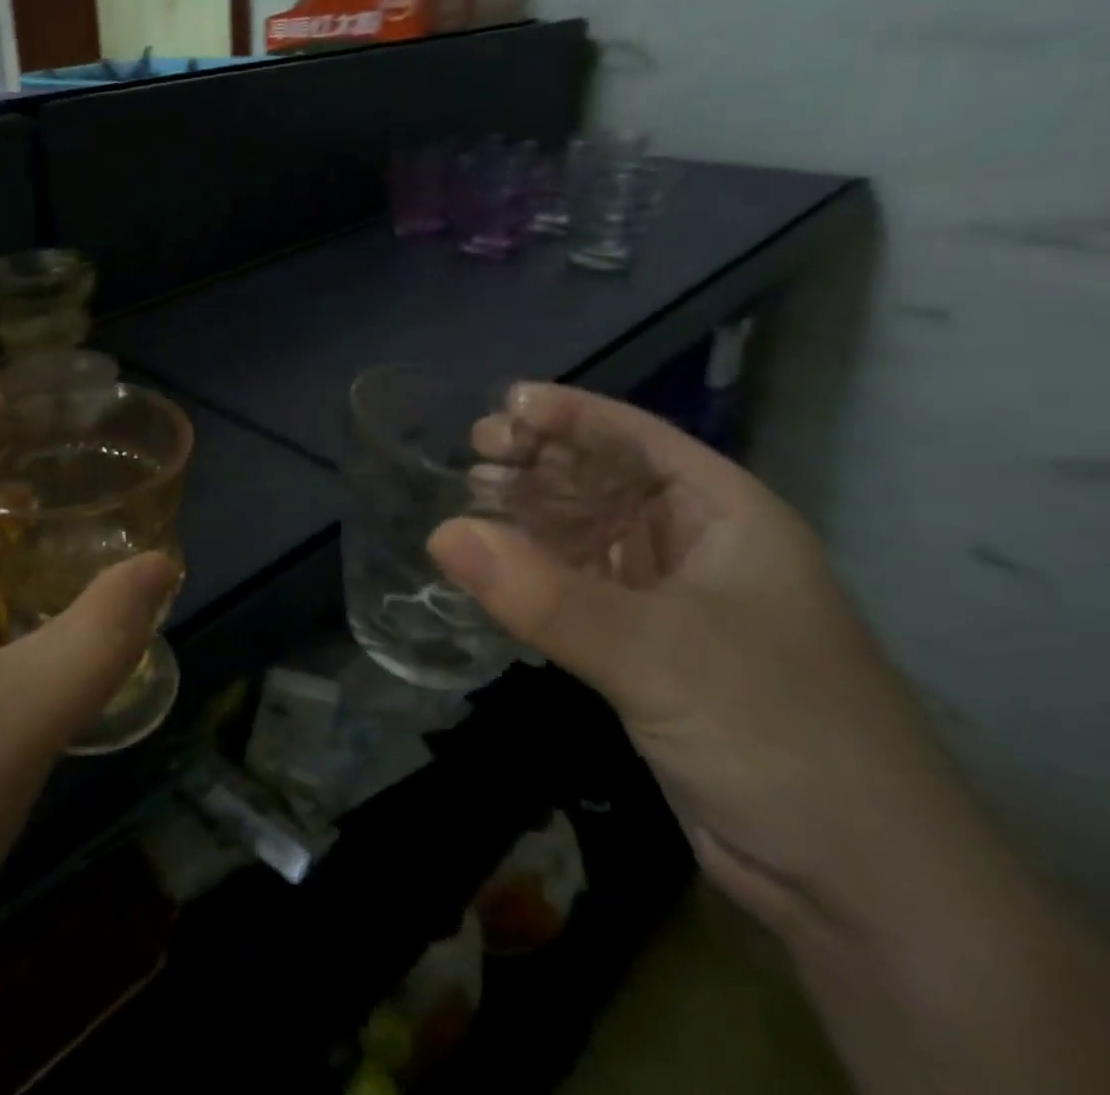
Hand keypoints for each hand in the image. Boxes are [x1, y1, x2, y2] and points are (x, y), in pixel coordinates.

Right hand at [428, 384, 972, 940]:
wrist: (854, 883)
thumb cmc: (777, 731)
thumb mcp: (657, 654)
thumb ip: (543, 594)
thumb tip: (438, 533)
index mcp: (726, 515)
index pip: (637, 438)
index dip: (570, 416)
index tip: (499, 408)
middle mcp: (696, 546)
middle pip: (602, 481)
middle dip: (538, 464)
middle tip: (470, 456)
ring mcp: (667, 600)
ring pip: (582, 536)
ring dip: (527, 520)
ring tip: (464, 504)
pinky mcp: (640, 649)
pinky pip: (572, 589)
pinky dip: (529, 575)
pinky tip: (486, 569)